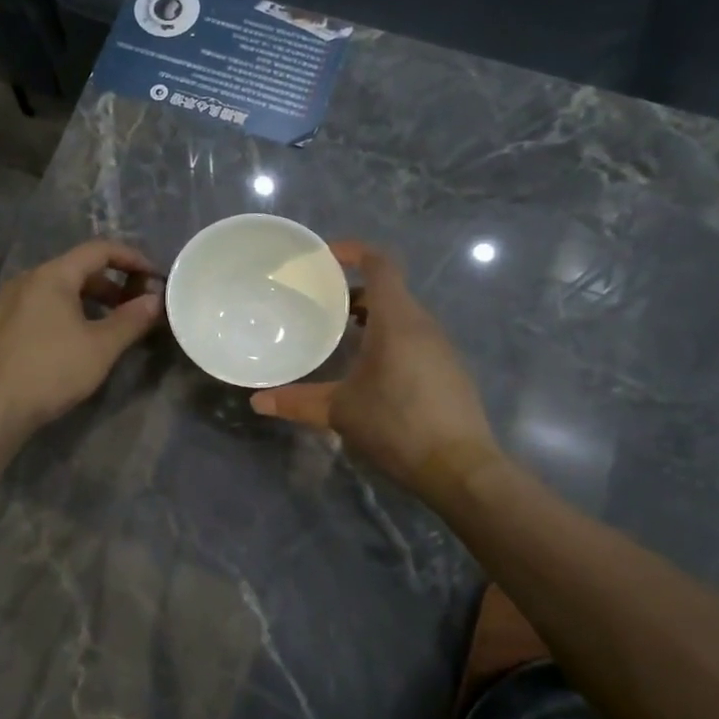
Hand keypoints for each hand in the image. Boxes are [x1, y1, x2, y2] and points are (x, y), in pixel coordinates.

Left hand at [0, 239, 161, 437]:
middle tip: (130, 307)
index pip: (98, 251)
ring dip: (72, 295)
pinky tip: (16, 306)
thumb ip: (132, 319)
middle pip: (72, 269)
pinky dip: (20, 303)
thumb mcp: (103, 347)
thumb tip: (154, 299)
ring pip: (42, 286)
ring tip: (92, 317)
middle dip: (106, 283)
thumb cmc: (54, 371)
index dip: (129, 258)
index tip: (151, 276)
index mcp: (54, 276)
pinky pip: (1, 303)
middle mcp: (24, 280)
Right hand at [250, 241, 497, 494]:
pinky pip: (415, 337)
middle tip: (322, 304)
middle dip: (355, 290)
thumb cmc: (396, 426)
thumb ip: (297, 402)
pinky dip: (390, 337)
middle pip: (390, 289)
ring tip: (341, 335)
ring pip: (404, 315)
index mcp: (397, 320)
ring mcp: (441, 347)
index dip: (353, 251)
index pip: (380, 264)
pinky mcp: (449, 369)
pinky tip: (372, 370)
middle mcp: (423, 324)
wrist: (460, 468)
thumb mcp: (340, 412)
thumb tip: (258, 402)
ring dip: (373, 316)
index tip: (325, 258)